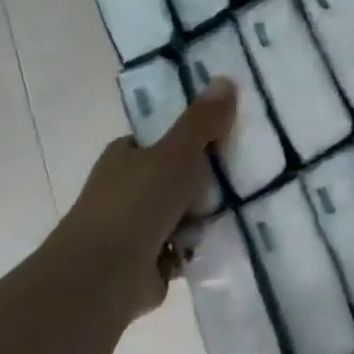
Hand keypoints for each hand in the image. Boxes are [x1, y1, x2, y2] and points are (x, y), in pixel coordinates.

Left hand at [48, 78, 237, 320]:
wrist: (104, 274)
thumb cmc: (137, 204)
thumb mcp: (177, 153)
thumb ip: (202, 121)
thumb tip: (225, 78)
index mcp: (126, 157)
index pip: (163, 141)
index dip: (194, 139)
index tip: (230, 141)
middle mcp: (126, 189)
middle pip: (177, 178)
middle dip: (207, 182)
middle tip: (249, 177)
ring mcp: (135, 228)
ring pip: (184, 214)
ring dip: (208, 217)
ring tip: (249, 208)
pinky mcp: (148, 262)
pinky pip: (185, 247)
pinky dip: (202, 246)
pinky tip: (230, 240)